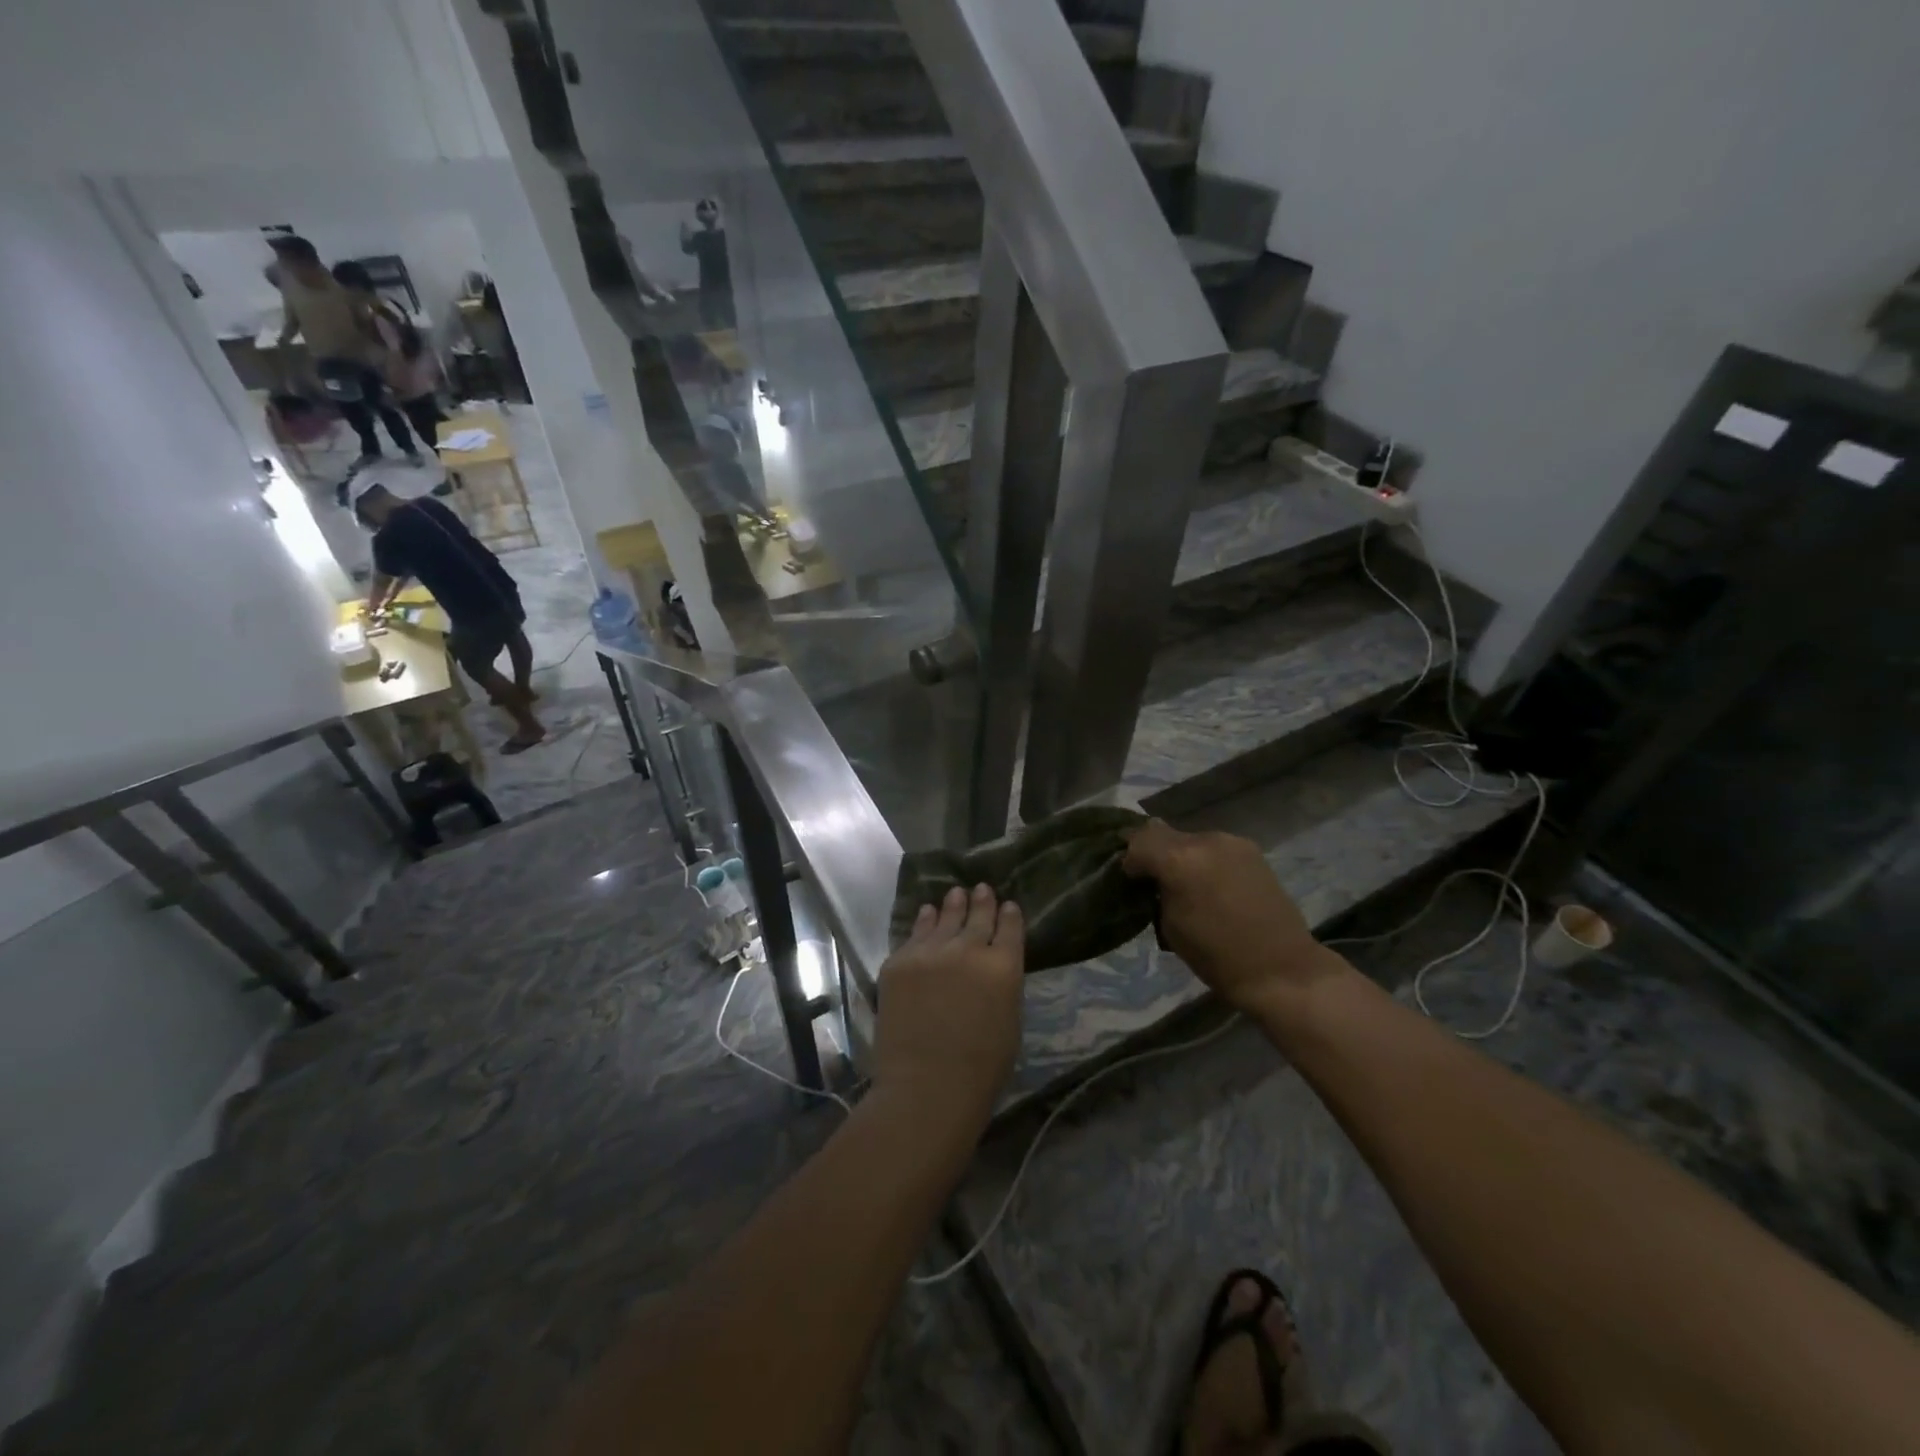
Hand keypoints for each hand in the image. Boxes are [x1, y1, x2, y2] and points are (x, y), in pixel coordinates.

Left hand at [872, 885, 1024, 1142]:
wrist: (925, 1086)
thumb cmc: (981, 1069)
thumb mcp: (1010, 1022)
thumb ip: (1002, 984)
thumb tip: (993, 966)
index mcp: (1003, 967)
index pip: (1010, 928)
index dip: (1009, 915)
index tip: (1008, 905)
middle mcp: (968, 949)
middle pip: (977, 916)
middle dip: (982, 901)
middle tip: (981, 888)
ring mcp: (930, 952)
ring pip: (944, 918)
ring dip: (953, 905)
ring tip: (956, 894)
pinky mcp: (899, 961)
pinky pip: (915, 933)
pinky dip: (924, 921)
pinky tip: (927, 912)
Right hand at [1122, 820, 1347, 1019]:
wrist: (1280, 968)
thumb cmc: (1216, 957)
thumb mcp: (1170, 926)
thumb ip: (1157, 890)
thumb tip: (1152, 875)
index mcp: (1179, 860)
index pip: (1137, 842)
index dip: (1129, 860)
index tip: (1131, 880)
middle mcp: (1204, 840)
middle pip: (1162, 832)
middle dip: (1153, 852)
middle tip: (1153, 880)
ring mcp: (1231, 842)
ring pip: (1189, 838)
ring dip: (1180, 854)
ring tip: (1185, 883)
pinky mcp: (1251, 850)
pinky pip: (1214, 846)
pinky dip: (1204, 859)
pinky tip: (1211, 884)